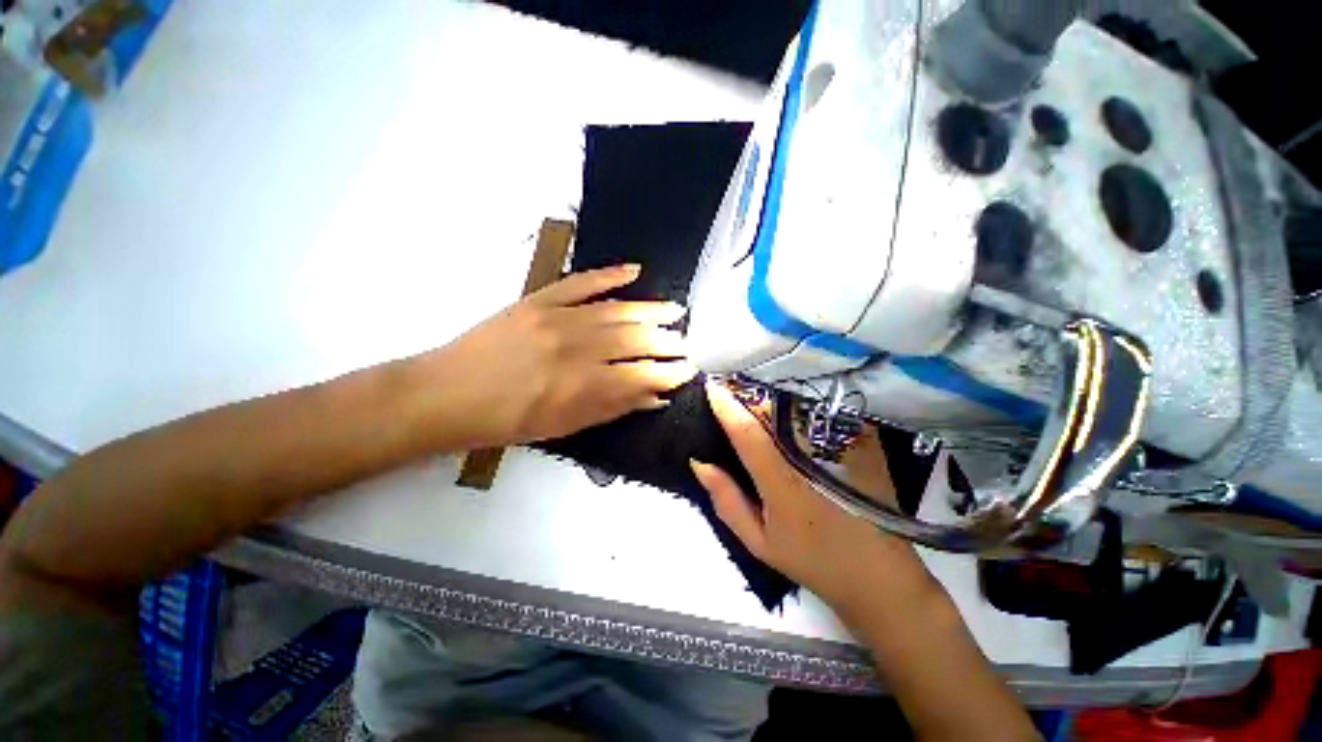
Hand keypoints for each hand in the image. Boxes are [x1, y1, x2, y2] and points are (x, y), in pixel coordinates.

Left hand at [423, 265, 696, 448]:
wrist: (447, 394)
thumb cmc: (506, 421)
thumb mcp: (564, 427)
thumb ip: (612, 409)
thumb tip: (654, 397)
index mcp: (582, 386)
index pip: (641, 374)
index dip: (669, 372)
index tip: (688, 369)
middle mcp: (576, 348)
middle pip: (634, 339)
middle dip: (667, 341)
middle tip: (686, 342)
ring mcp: (557, 318)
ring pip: (616, 310)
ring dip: (650, 310)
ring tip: (675, 310)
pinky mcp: (538, 300)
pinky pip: (580, 282)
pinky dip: (609, 274)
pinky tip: (634, 271)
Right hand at [691, 381, 934, 618]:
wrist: (880, 574)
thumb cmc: (813, 560)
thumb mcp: (759, 541)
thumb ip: (726, 501)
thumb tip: (699, 462)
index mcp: (783, 481)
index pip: (748, 431)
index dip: (726, 406)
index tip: (710, 386)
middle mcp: (812, 455)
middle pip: (773, 409)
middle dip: (747, 394)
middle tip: (731, 389)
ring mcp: (842, 445)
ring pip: (797, 405)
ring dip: (772, 397)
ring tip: (755, 396)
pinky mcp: (862, 441)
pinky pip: (822, 411)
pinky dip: (799, 405)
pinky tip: (789, 410)